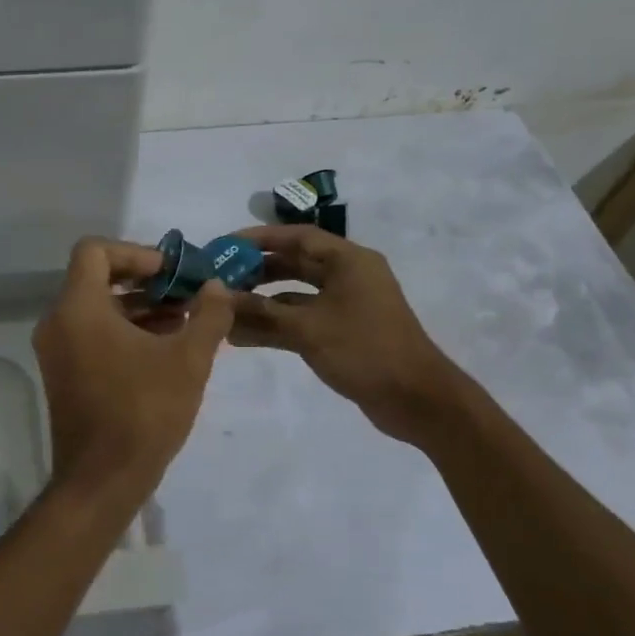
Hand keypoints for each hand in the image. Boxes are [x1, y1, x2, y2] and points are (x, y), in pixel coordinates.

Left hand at [32, 237, 233, 510]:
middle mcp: (58, 322)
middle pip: (96, 279)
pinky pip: (91, 334)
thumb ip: (208, 314)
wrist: (102, 480)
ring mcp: (56, 350)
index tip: (171, 272)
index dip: (136, 253)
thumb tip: (215, 287)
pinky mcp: (63, 374)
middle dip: (145, 282)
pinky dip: (124, 331)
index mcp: (78, 308)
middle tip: (185, 293)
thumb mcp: (189, 360)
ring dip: (138, 308)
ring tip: (185, 320)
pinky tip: (164, 347)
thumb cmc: (144, 412)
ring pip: (96, 309)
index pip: (95, 251)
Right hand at [226, 225, 466, 444]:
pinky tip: (243, 336)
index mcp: (348, 261)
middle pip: (295, 264)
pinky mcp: (343, 331)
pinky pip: (302, 319)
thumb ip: (261, 312)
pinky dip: (276, 324)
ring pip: (295, 295)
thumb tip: (221, 299)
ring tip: (224, 310)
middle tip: (219, 280)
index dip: (258, 239)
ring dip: (262, 302)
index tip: (224, 247)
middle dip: (256, 271)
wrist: (415, 399)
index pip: (297, 237)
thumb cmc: (364, 350)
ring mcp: (346, 305)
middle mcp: (348, 276)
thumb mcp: (307, 328)